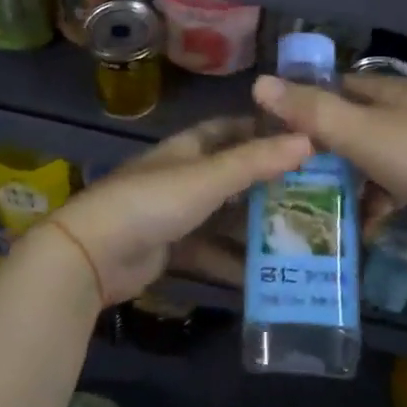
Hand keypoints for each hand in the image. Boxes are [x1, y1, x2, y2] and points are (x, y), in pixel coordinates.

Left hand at [34, 117, 311, 305]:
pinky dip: (233, 262)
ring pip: (224, 217)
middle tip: (313, 196)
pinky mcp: (170, 249)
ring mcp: (175, 214)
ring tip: (300, 239)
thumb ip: (256, 161)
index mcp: (188, 149)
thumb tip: (309, 139)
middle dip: (267, 185)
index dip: (262, 131)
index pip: (230, 129)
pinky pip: (210, 251)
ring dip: (254, 227)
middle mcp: (183, 176)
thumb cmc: (152, 202)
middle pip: (232, 176)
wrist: (93, 254)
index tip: (302, 140)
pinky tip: (265, 277)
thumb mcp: (208, 179)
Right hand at [251, 73, 406, 235]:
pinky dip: (372, 203)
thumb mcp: (356, 131)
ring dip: (346, 182)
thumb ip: (309, 110)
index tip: (277, 132)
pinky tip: (358, 226)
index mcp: (386, 91)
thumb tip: (259, 83)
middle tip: (291, 176)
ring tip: (317, 206)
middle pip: (350, 126)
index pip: (336, 87)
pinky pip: (388, 187)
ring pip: (367, 159)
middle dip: (322, 151)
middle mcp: (402, 112)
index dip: (305, 106)